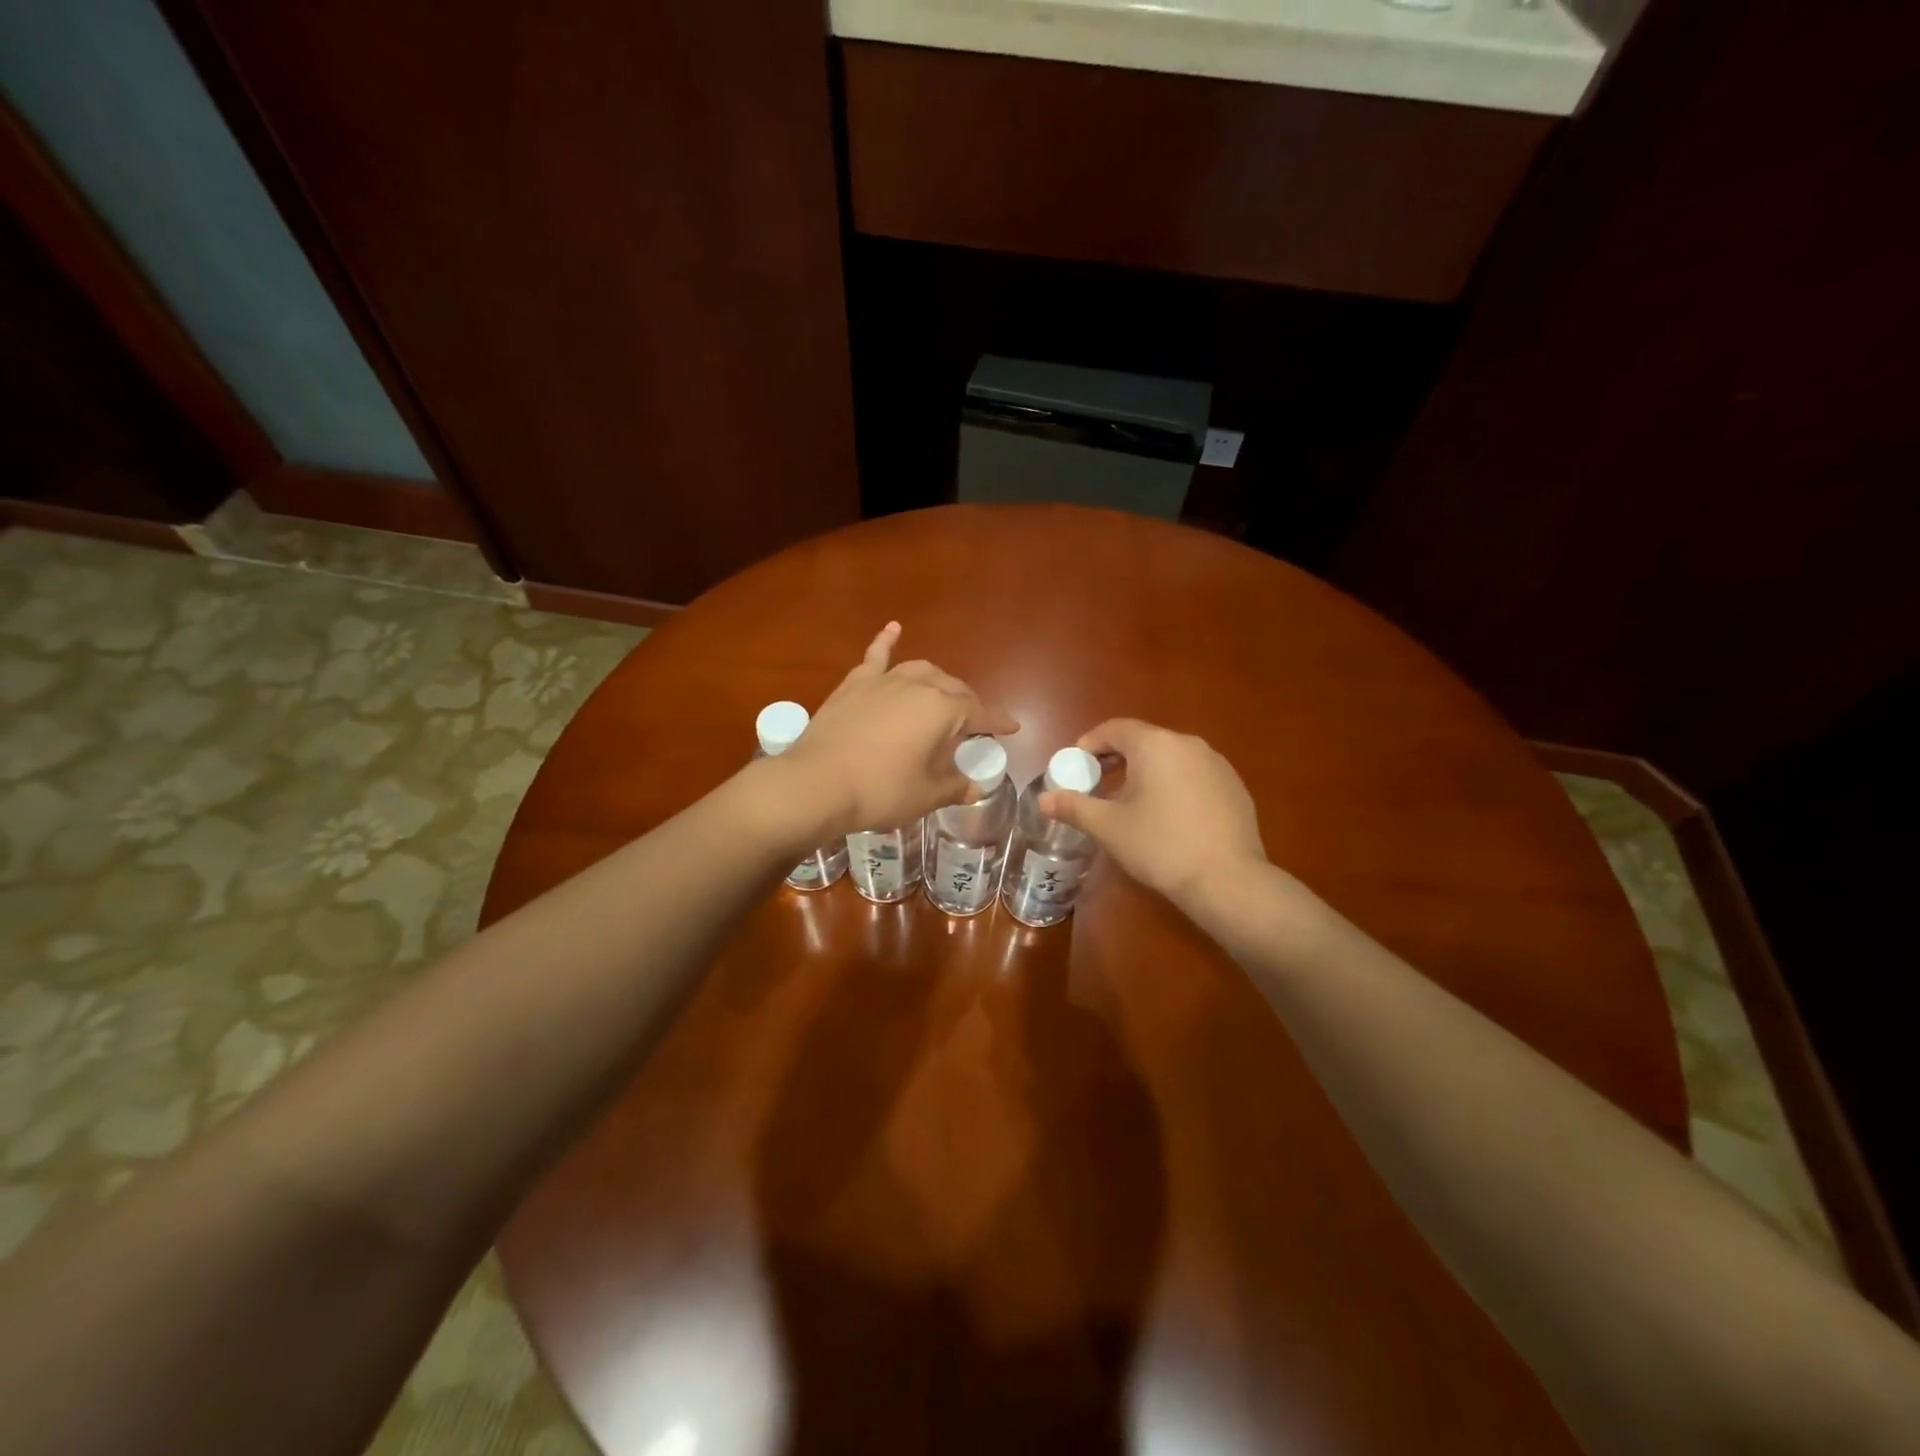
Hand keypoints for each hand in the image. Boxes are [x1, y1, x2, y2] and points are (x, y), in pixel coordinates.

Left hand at [781, 623, 1018, 834]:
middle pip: (953, 688)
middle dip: (968, 704)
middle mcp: (918, 685)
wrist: (816, 784)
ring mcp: (884, 680)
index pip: (980, 712)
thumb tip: (976, 787)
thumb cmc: (880, 791)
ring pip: (920, 670)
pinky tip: (894, 628)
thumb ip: (955, 786)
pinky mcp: (855, 684)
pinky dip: (887, 641)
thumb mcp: (926, 795)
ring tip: (942, 694)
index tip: (1011, 728)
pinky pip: (876, 656)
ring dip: (937, 681)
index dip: (998, 722)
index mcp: (943, 710)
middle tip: (972, 725)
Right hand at [1040, 718, 1267, 911]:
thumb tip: (1044, 799)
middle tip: (1098, 784)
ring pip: (1170, 757)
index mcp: (1154, 745)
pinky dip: (1173, 784)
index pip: (1114, 728)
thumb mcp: (1109, 827)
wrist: (1228, 880)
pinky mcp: (1234, 786)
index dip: (1090, 744)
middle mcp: (1188, 743)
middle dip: (1116, 758)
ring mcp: (1216, 763)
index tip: (1076, 766)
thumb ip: (1074, 807)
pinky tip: (1169, 817)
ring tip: (1131, 802)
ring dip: (1146, 771)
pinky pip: (1193, 774)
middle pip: (1143, 740)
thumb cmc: (1160, 846)